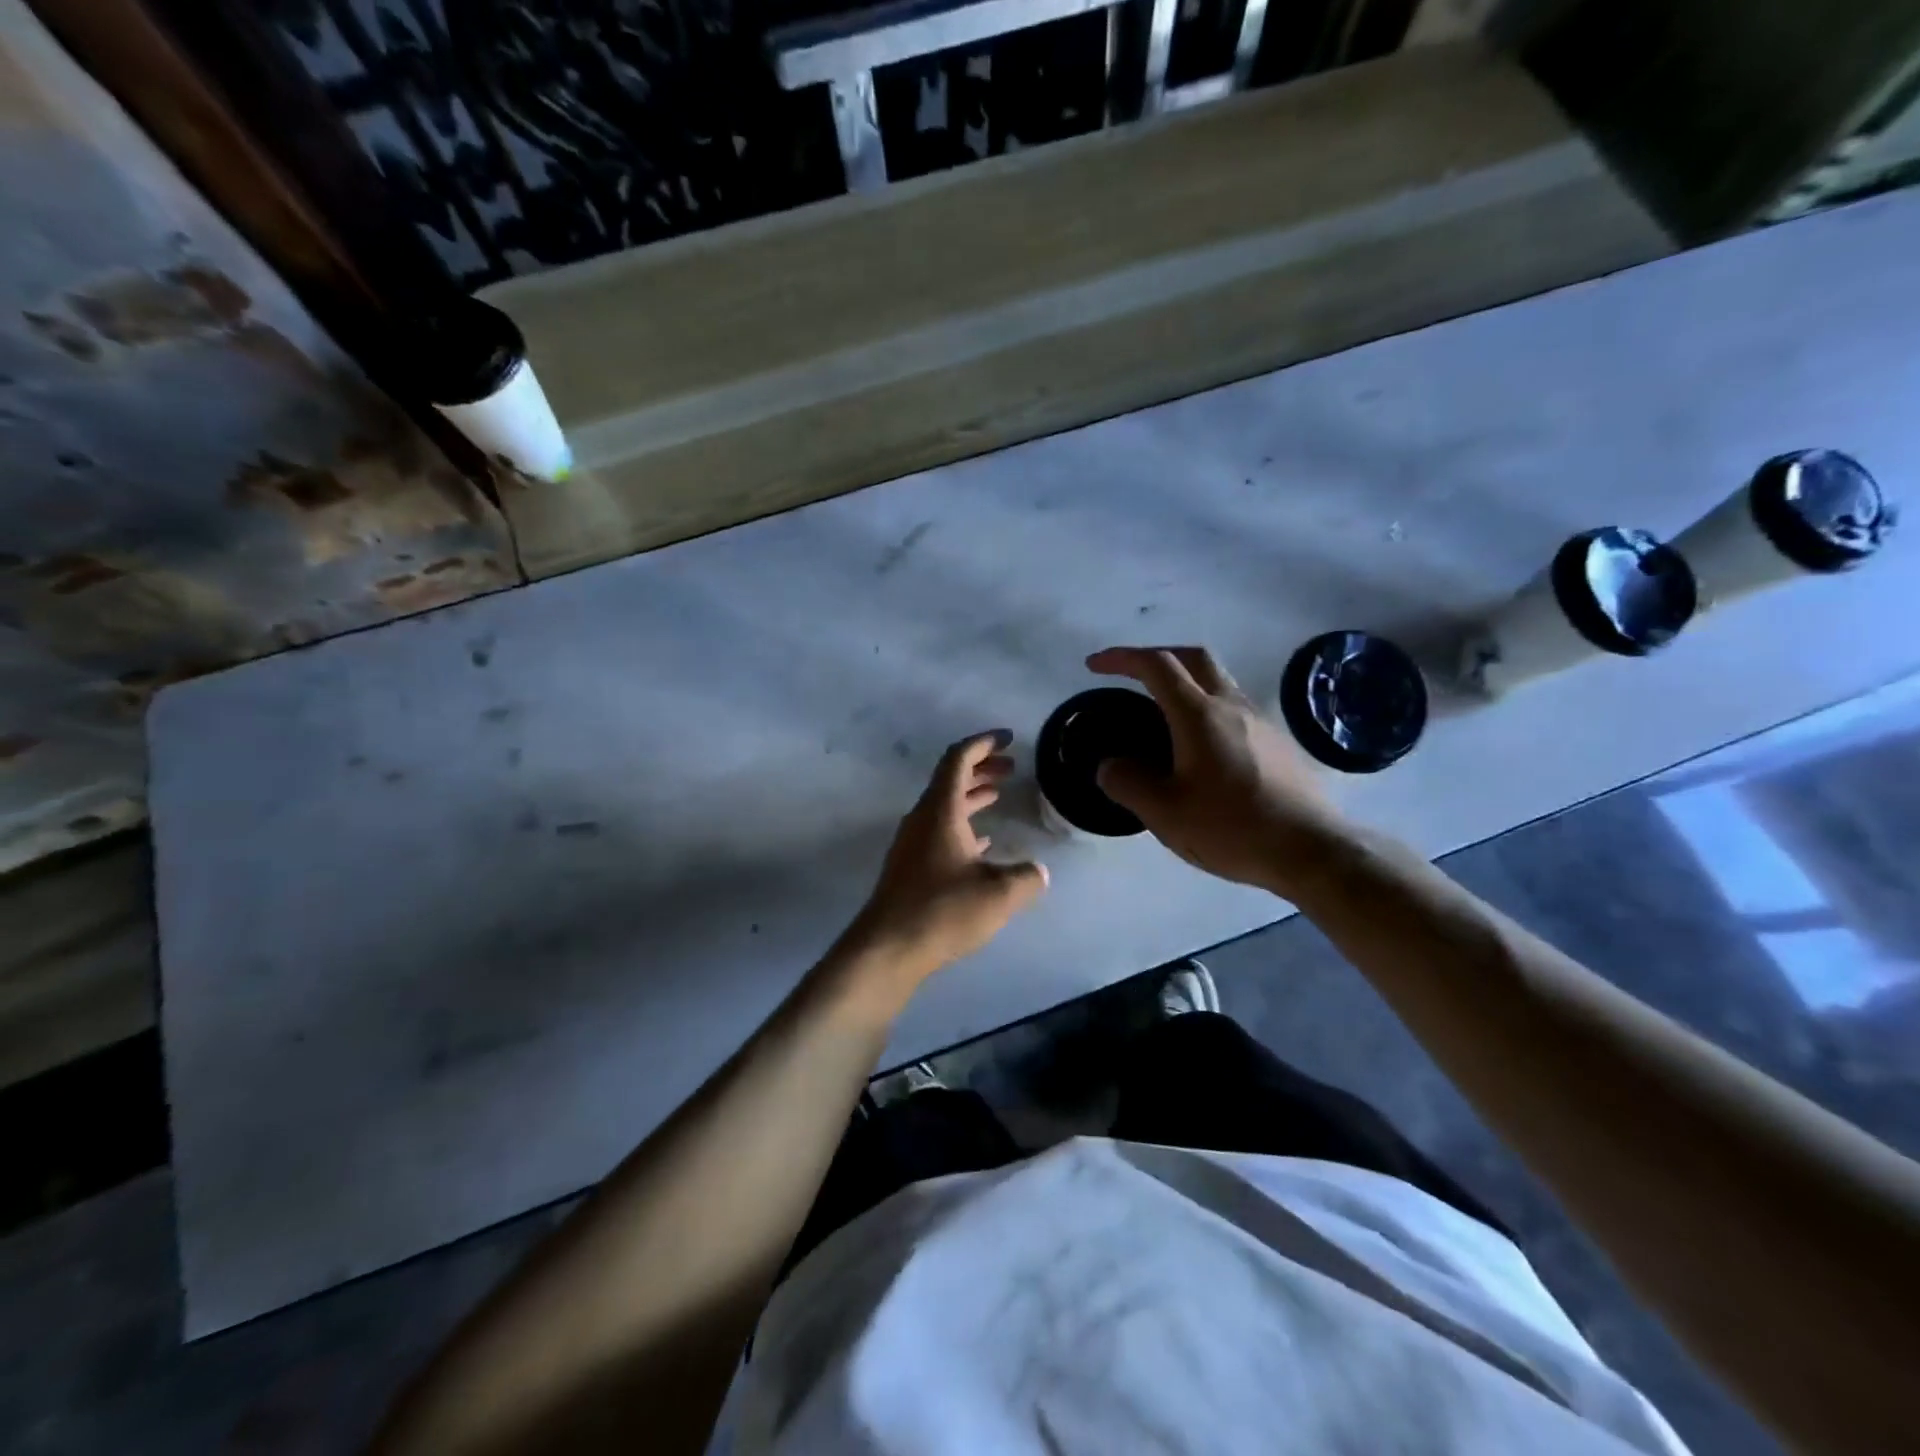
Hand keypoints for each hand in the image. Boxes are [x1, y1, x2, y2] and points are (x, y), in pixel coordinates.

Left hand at [846, 732, 1048, 989]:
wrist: (887, 948)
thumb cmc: (942, 911)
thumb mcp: (998, 894)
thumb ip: (1026, 878)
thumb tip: (1038, 872)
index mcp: (940, 810)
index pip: (958, 759)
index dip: (983, 743)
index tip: (1008, 738)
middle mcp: (923, 818)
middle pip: (951, 779)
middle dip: (982, 768)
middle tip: (1012, 767)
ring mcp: (913, 843)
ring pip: (945, 806)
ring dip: (972, 795)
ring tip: (999, 795)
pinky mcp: (910, 866)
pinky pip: (939, 831)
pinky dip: (963, 825)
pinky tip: (982, 843)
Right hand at [1087, 646, 1348, 895]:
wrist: (1311, 849)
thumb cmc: (1232, 827)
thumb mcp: (1165, 813)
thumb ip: (1128, 783)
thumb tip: (1109, 766)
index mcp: (1199, 714)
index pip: (1156, 665)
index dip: (1122, 658)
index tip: (1095, 665)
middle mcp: (1232, 706)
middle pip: (1194, 658)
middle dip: (1158, 656)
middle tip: (1132, 675)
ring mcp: (1261, 722)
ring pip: (1219, 682)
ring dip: (1186, 683)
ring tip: (1163, 715)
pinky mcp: (1278, 743)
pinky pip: (1235, 709)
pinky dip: (1208, 710)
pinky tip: (1201, 750)